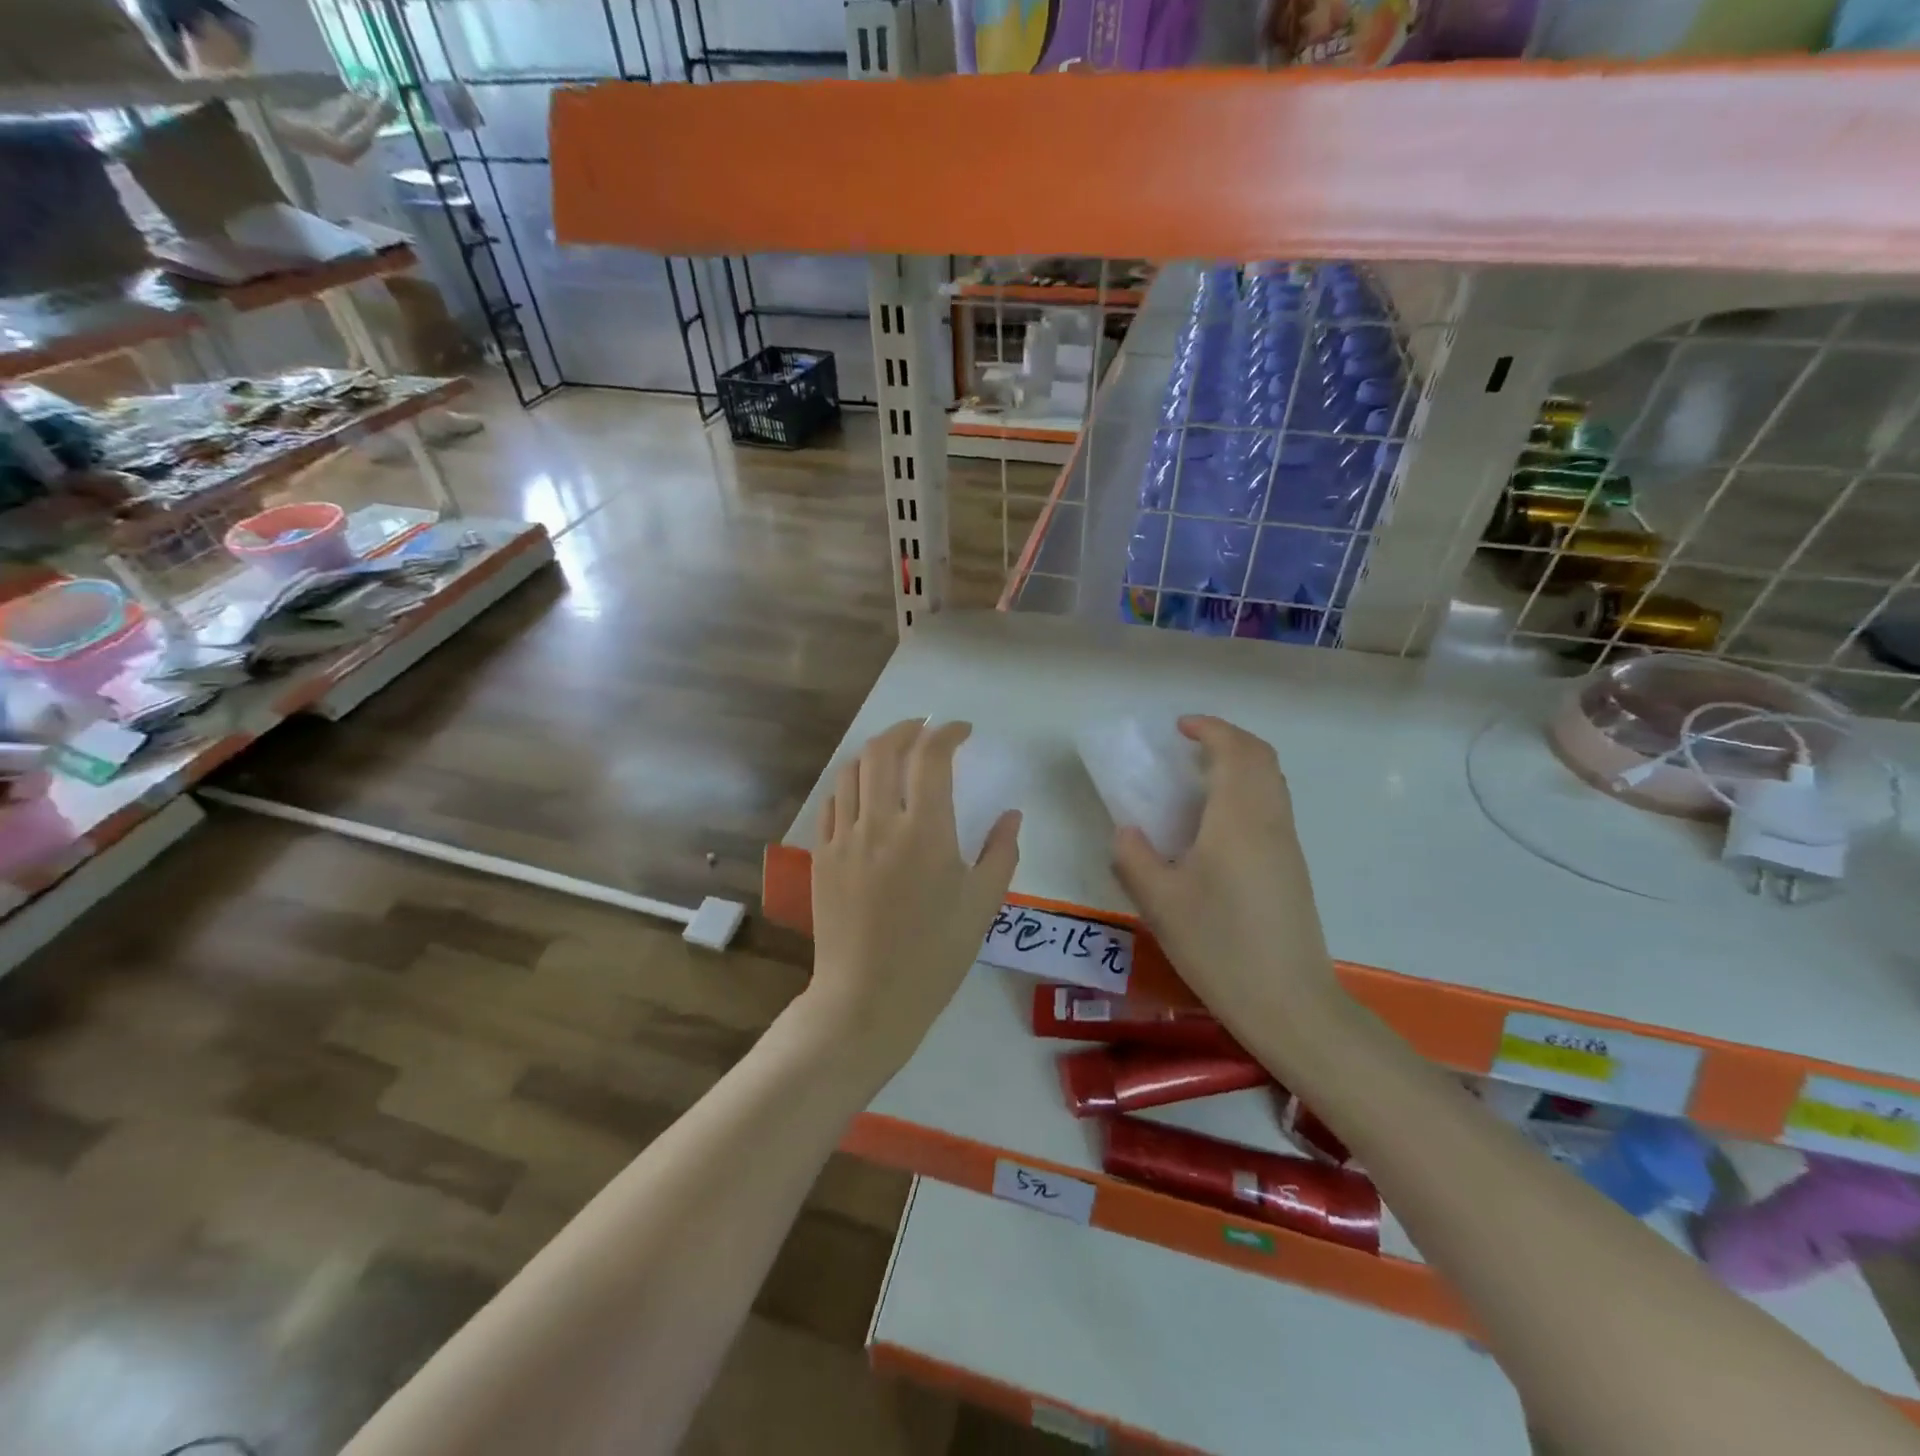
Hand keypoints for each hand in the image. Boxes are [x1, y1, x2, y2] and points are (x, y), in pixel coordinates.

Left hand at [807, 720, 1020, 1077]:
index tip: (962, 732)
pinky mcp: (822, 857)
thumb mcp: (982, 905)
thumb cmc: (934, 955)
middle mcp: (880, 822)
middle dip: (907, 728)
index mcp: (926, 831)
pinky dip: (851, 785)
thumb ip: (1001, 852)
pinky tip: (864, 794)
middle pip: (884, 749)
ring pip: (852, 770)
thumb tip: (1011, 815)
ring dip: (876, 752)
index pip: (932, 757)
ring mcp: (844, 838)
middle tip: (925, 729)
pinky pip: (832, 803)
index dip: (948, 733)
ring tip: (895, 755)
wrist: (867, 998)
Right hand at [1111, 716, 1344, 1040]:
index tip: (1178, 728)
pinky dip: (1247, 792)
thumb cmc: (1219, 946)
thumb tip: (1126, 831)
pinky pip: (1273, 807)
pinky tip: (1216, 826)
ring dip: (1240, 765)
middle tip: (1188, 747)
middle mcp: (1271, 822)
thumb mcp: (1160, 903)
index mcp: (1239, 820)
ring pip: (1272, 782)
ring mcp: (1288, 846)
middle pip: (1261, 758)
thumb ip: (1134, 857)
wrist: (1289, 1003)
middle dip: (1227, 740)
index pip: (1235, 751)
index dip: (1209, 729)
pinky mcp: (1293, 869)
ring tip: (1198, 780)